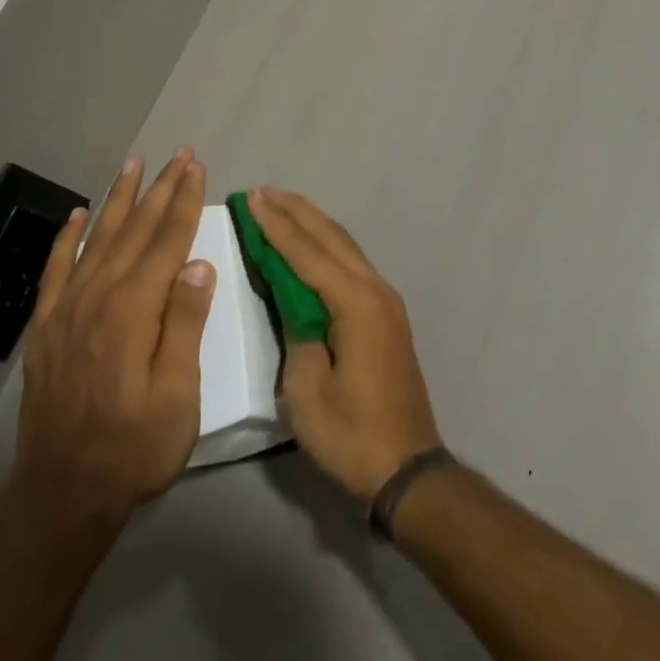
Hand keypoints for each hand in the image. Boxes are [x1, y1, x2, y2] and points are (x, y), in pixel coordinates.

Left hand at [11, 150, 215, 523]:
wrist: (62, 494)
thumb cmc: (135, 449)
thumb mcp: (178, 396)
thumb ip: (185, 325)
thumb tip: (199, 263)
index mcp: (133, 311)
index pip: (166, 242)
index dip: (184, 202)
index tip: (196, 167)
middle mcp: (98, 297)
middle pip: (134, 230)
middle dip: (159, 189)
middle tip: (178, 154)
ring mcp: (67, 310)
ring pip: (98, 239)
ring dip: (119, 199)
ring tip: (133, 165)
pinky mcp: (47, 327)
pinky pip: (58, 268)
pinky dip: (69, 237)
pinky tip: (80, 214)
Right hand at [250, 188, 442, 502]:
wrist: (408, 468)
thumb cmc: (351, 434)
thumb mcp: (307, 390)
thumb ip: (297, 334)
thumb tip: (293, 302)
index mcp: (355, 303)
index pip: (307, 253)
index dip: (276, 225)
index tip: (252, 199)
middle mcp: (375, 290)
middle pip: (331, 238)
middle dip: (296, 212)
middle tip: (263, 192)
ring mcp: (386, 302)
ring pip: (345, 247)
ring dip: (313, 225)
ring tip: (282, 207)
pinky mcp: (387, 316)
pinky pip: (352, 265)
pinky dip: (327, 247)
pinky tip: (311, 246)